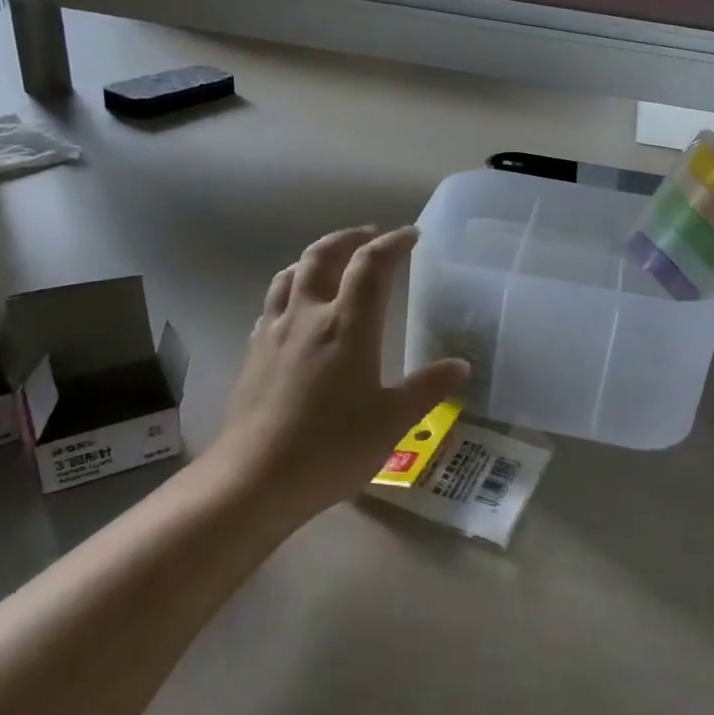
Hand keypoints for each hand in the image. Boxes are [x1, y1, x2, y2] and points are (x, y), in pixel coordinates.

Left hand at [209, 227, 468, 520]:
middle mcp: (308, 316)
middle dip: (349, 238)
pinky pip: (272, 305)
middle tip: (370, 235)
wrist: (254, 479)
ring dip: (315, 258)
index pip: (371, 266)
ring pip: (291, 275)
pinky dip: (291, 291)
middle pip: (323, 255)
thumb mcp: (392, 421)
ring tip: (332, 263)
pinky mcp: (253, 354)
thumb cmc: (332, 447)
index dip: (392, 244)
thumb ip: (427, 388)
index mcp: (347, 325)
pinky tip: (296, 311)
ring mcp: (274, 333)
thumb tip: (460, 366)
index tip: (410, 235)